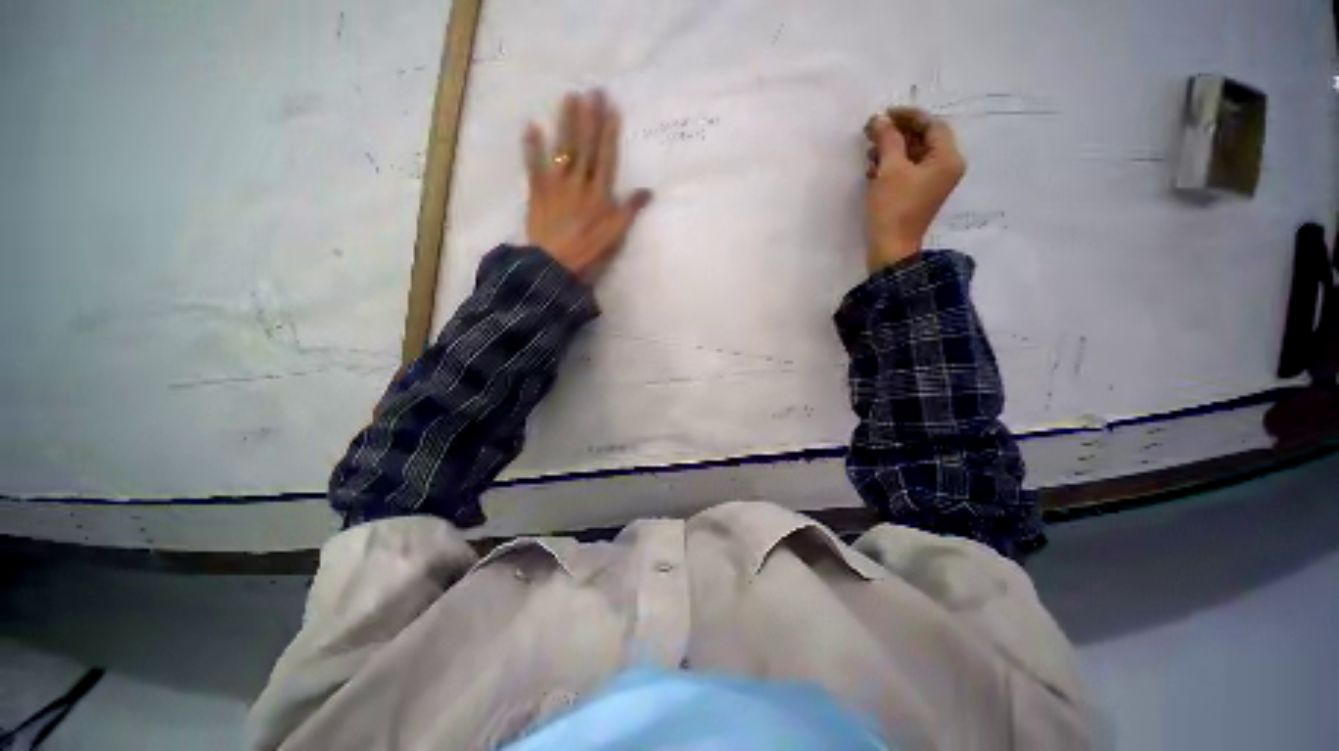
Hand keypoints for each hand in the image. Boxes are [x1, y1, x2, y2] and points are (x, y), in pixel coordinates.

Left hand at [523, 90, 652, 279]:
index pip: (606, 157)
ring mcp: (557, 184)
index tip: (611, 108)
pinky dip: (532, 145)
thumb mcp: (616, 235)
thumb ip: (630, 210)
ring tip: (570, 97)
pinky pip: (534, 164)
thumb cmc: (589, 250)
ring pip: (563, 148)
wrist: (555, 264)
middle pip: (585, 146)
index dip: (609, 132)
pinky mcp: (538, 191)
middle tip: (593, 90)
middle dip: (590, 118)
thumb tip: (648, 191)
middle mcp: (579, 182)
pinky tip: (532, 125)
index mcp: (599, 193)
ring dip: (566, 122)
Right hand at [863, 107, 965, 270]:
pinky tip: (873, 169)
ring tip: (869, 151)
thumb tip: (879, 118)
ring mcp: (932, 183)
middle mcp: (945, 168)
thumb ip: (887, 139)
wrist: (890, 248)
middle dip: (898, 133)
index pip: (932, 125)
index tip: (884, 114)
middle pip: (923, 139)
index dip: (908, 116)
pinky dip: (892, 165)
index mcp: (947, 159)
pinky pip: (908, 171)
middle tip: (873, 131)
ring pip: (913, 155)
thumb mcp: (889, 169)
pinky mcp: (918, 195)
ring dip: (892, 149)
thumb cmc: (893, 208)